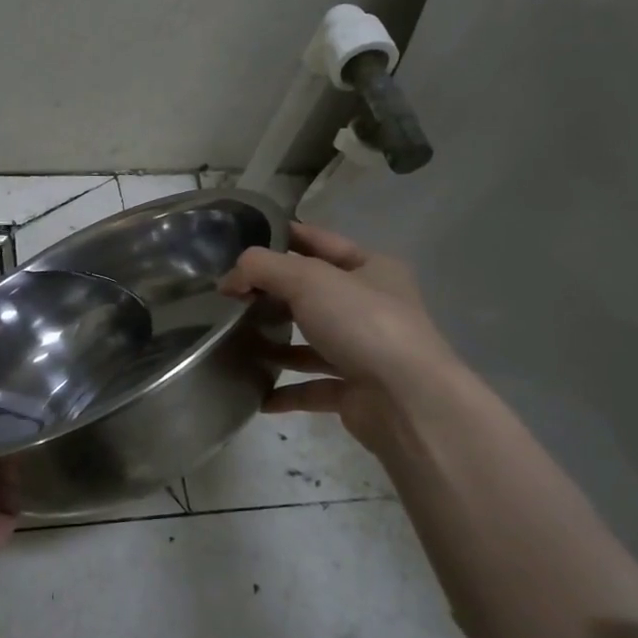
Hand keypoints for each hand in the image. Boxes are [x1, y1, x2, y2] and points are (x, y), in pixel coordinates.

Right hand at [219, 222, 456, 450]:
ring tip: (236, 342)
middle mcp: (371, 307)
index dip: (283, 236)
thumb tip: (229, 280)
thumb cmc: (362, 324)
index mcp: (372, 269)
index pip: (320, 242)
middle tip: (229, 296)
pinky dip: (285, 391)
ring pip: (311, 341)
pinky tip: (256, 393)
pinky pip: (312, 387)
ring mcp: (365, 351)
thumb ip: (261, 268)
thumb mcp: (307, 279)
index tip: (241, 240)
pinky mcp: (356, 392)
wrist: (408, 401)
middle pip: (311, 293)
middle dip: (272, 294)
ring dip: (276, 343)